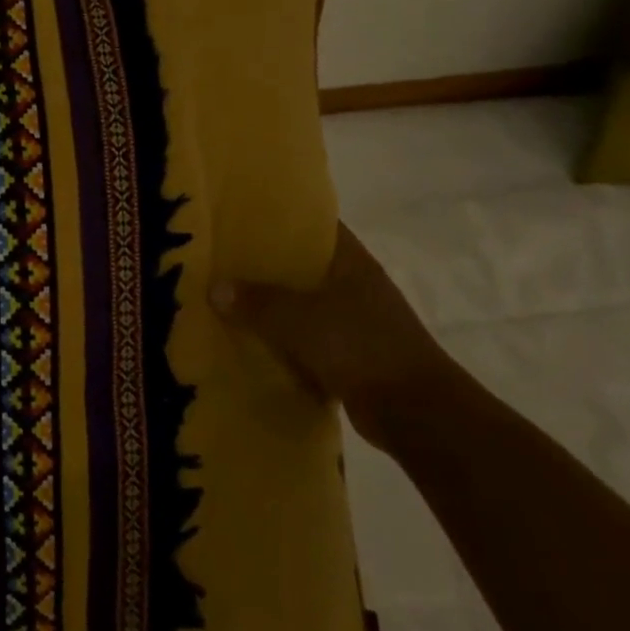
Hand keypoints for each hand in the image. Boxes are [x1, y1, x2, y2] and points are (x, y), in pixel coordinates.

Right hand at [209, 222, 462, 449]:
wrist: (415, 412)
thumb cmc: (360, 346)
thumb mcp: (299, 318)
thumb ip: (256, 301)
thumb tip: (215, 287)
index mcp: (352, 264)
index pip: (316, 228)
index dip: (282, 219)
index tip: (243, 218)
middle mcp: (356, 288)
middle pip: (305, 268)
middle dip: (266, 266)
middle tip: (222, 261)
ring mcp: (356, 324)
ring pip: (304, 307)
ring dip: (273, 308)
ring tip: (228, 301)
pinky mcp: (352, 358)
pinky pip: (307, 342)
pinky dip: (283, 344)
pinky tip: (251, 344)